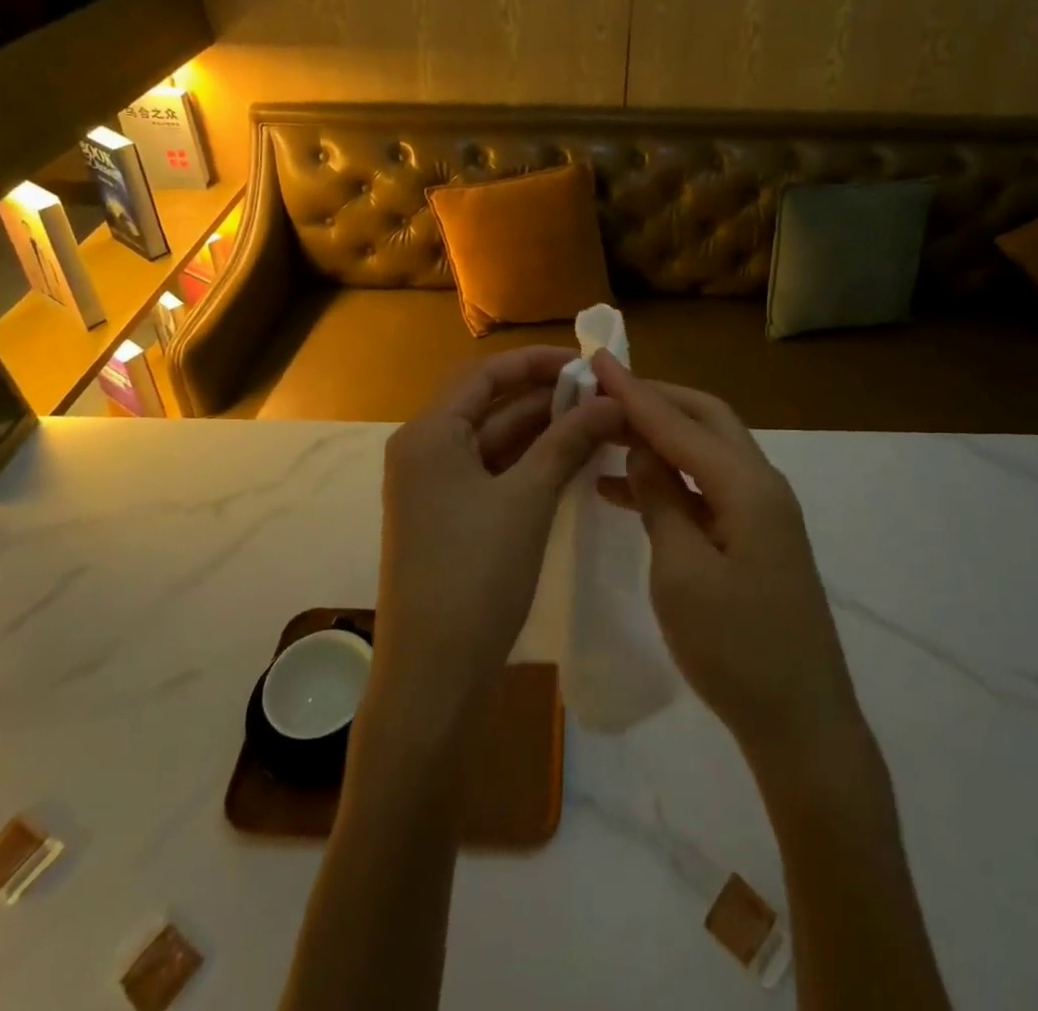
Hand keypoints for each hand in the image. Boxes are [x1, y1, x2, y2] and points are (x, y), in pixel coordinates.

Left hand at [373, 347, 623, 736]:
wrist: (433, 674)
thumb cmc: (475, 575)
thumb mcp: (527, 500)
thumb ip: (567, 442)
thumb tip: (612, 399)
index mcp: (429, 434)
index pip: (485, 374)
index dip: (537, 362)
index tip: (586, 363)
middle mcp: (425, 450)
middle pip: (490, 405)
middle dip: (546, 397)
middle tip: (603, 394)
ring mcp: (435, 486)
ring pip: (495, 441)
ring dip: (542, 430)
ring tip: (599, 422)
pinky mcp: (450, 516)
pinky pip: (493, 472)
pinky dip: (530, 463)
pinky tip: (573, 459)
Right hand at [591, 352, 862, 769]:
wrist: (801, 723)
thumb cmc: (735, 649)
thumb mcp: (681, 572)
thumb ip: (660, 500)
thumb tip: (642, 449)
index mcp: (746, 486)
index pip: (678, 422)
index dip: (632, 391)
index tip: (595, 359)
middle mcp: (761, 484)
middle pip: (704, 419)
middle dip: (654, 400)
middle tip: (602, 392)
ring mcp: (763, 511)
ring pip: (705, 451)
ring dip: (659, 437)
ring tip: (605, 434)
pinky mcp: (756, 537)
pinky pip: (706, 487)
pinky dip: (668, 478)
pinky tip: (625, 489)